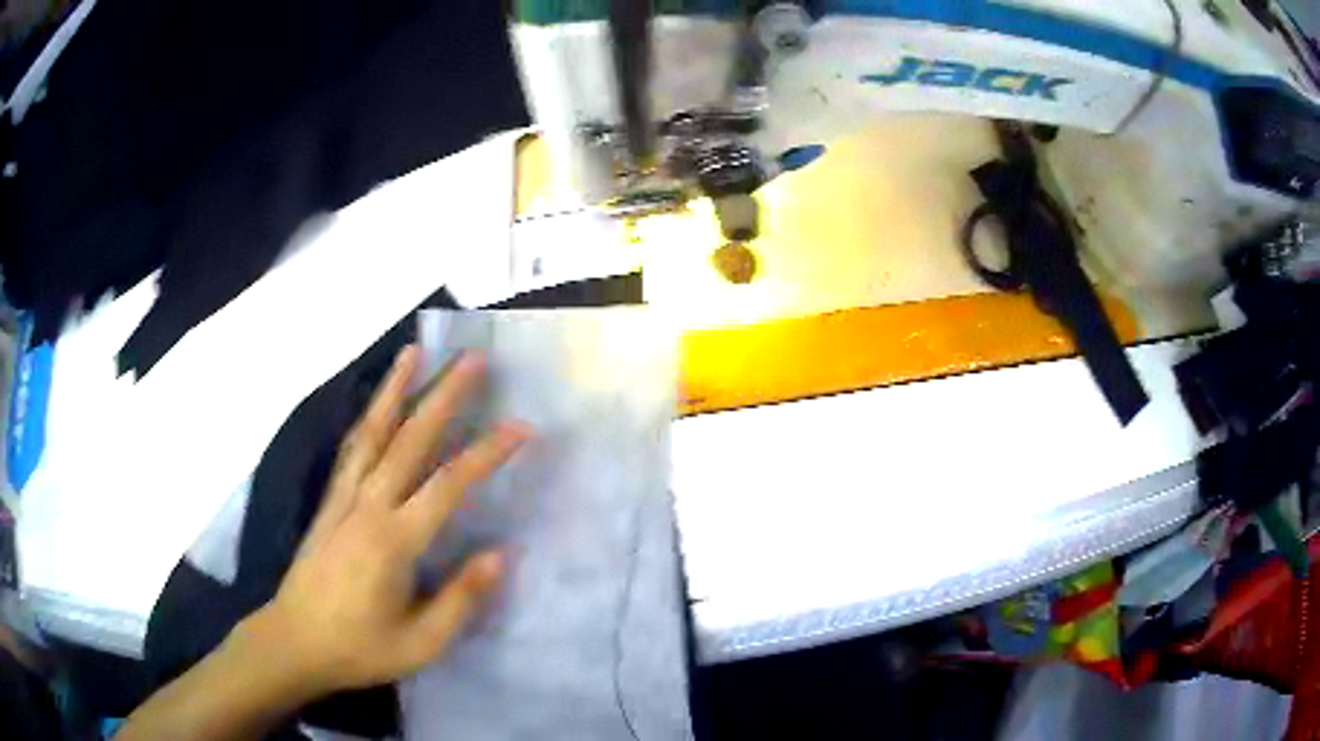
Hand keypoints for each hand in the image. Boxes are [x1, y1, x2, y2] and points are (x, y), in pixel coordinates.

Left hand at [246, 347, 529, 695]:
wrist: (294, 641)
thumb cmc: (359, 648)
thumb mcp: (420, 643)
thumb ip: (460, 599)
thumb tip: (501, 554)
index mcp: (394, 541)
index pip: (448, 485)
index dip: (486, 453)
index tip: (521, 427)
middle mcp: (368, 506)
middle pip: (410, 439)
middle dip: (443, 395)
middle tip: (472, 359)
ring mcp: (343, 498)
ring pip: (372, 432)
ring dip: (395, 389)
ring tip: (414, 352)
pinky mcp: (328, 501)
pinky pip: (351, 448)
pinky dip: (367, 417)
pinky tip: (377, 403)